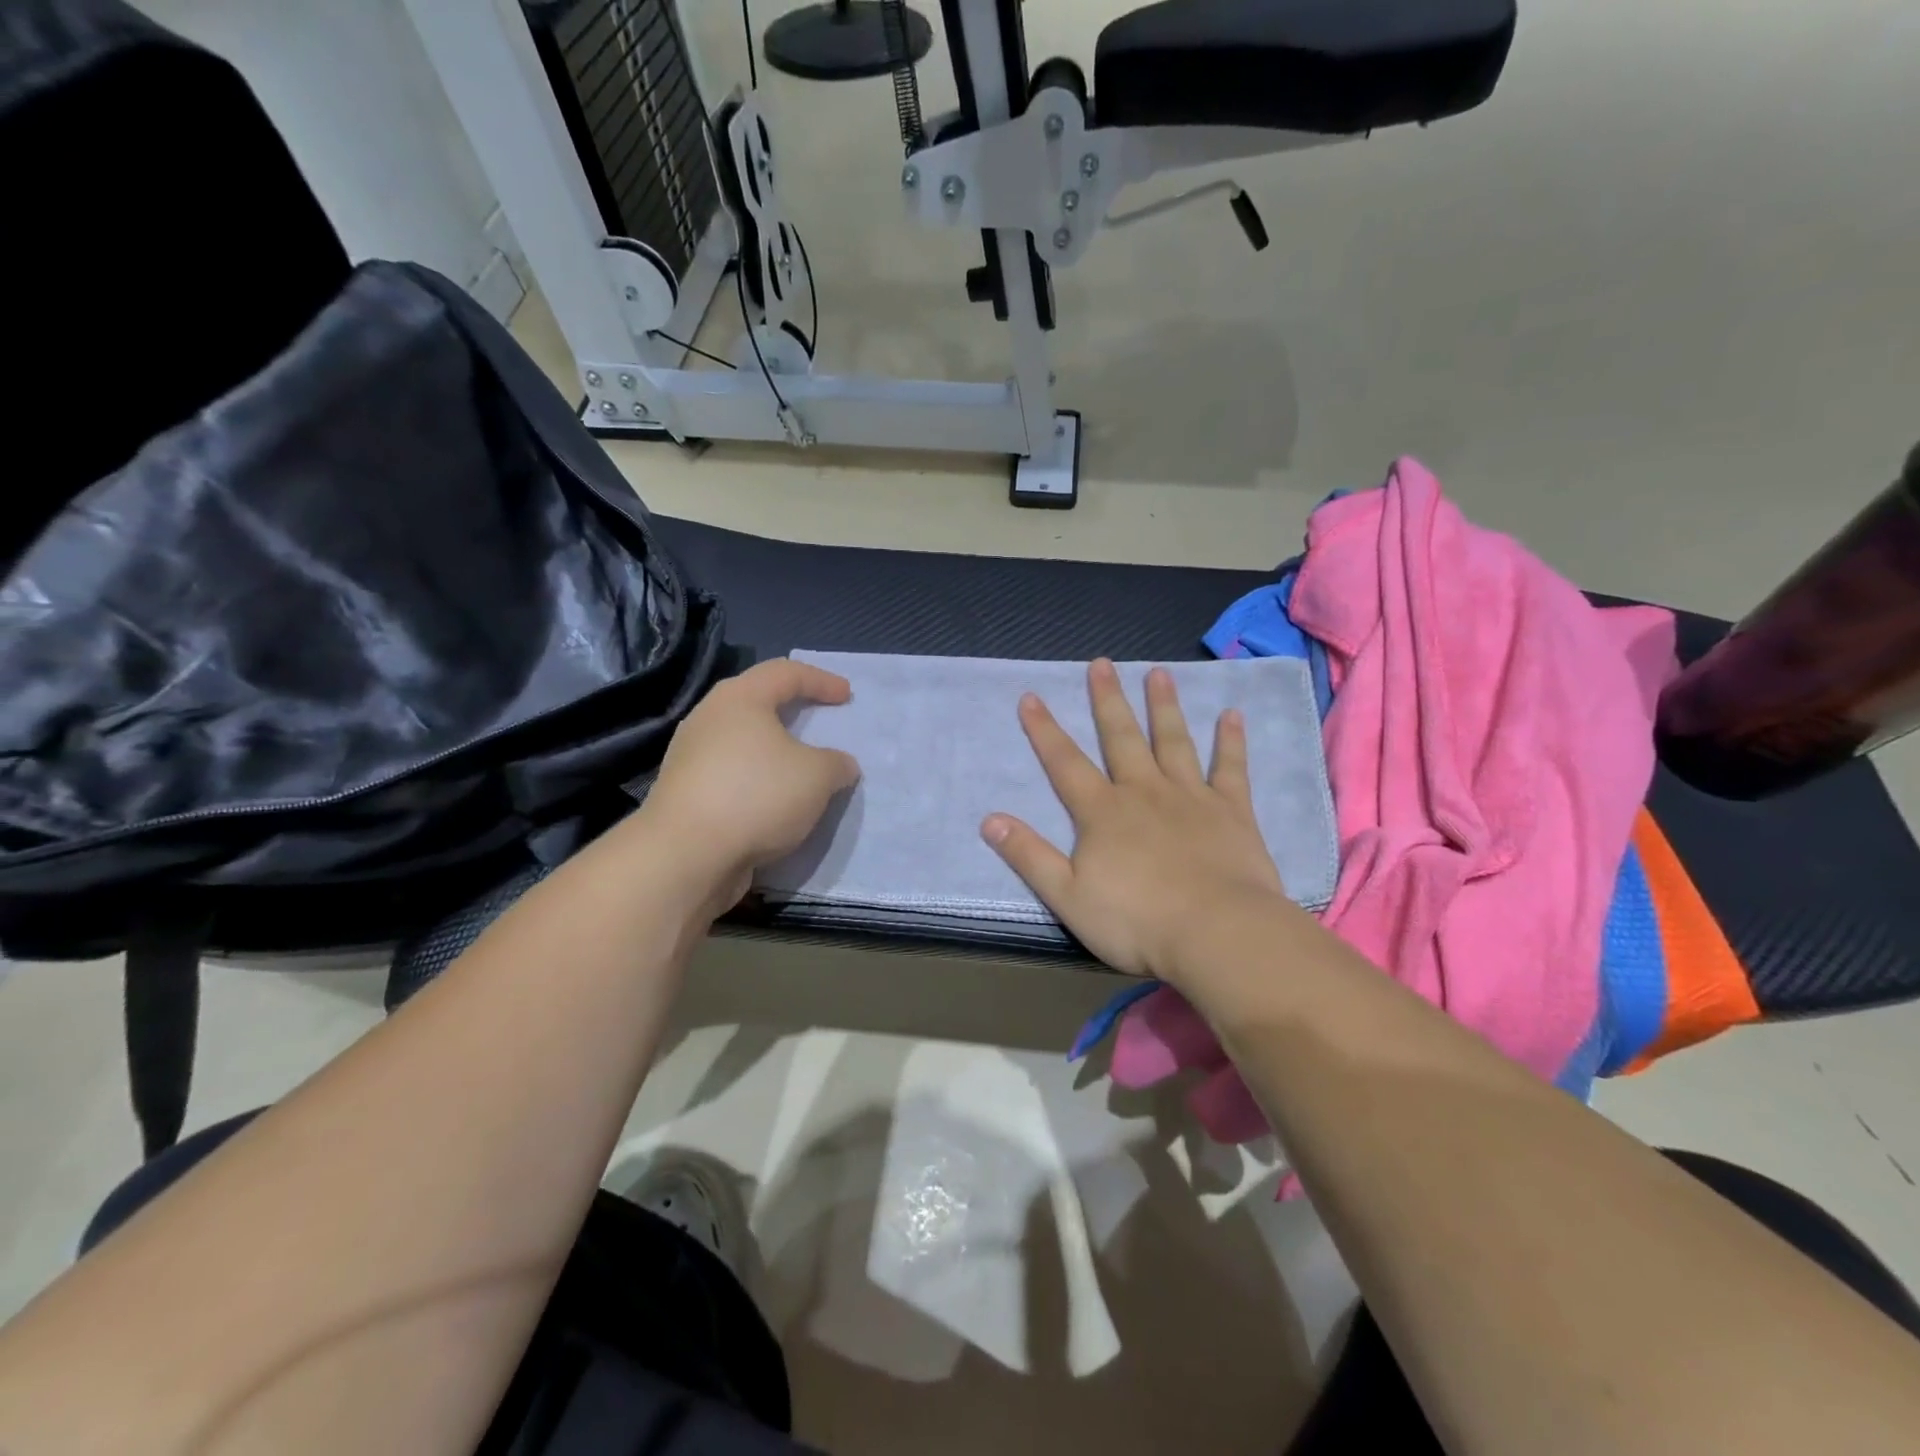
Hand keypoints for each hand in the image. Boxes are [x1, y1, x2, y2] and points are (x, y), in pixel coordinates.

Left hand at [642, 658, 859, 911]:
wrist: (686, 855)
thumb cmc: (757, 795)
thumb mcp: (818, 776)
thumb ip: (836, 764)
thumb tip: (840, 765)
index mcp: (740, 698)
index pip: (785, 672)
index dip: (821, 680)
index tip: (846, 696)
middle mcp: (709, 718)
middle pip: (756, 702)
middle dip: (791, 710)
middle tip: (818, 720)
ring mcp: (690, 756)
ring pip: (741, 741)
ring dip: (773, 751)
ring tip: (799, 768)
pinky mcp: (684, 792)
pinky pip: (731, 774)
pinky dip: (757, 780)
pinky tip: (774, 802)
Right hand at [982, 660, 1287, 983]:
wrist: (1217, 934)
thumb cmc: (1137, 921)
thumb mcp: (1067, 896)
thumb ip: (1029, 856)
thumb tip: (989, 820)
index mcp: (1102, 813)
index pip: (1065, 763)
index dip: (1045, 730)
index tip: (1031, 696)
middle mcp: (1144, 792)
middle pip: (1121, 738)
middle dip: (1108, 700)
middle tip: (1102, 663)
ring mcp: (1190, 797)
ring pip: (1173, 741)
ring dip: (1164, 707)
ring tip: (1159, 673)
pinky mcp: (1232, 811)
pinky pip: (1231, 768)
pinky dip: (1231, 741)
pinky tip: (1232, 715)